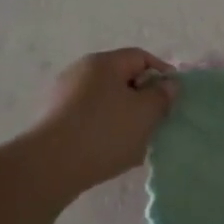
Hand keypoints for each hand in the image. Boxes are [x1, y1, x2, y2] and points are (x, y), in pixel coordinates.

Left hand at [27, 48, 177, 190]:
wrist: (49, 167)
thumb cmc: (104, 132)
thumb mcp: (145, 113)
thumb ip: (162, 96)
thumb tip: (167, 84)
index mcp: (103, 63)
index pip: (141, 57)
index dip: (162, 73)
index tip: (174, 98)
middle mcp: (80, 72)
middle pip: (122, 79)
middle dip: (142, 99)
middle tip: (156, 122)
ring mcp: (63, 96)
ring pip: (106, 101)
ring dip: (124, 117)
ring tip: (136, 143)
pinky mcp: (53, 120)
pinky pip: (89, 118)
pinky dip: (104, 130)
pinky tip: (111, 152)